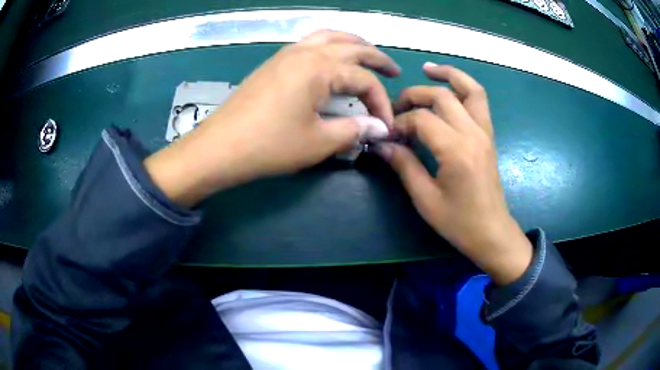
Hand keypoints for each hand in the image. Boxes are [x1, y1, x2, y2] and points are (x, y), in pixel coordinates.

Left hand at [145, 30, 399, 206]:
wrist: (220, 147)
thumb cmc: (270, 145)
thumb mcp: (318, 141)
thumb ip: (354, 130)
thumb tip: (380, 128)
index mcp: (319, 67)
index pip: (363, 79)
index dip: (380, 102)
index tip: (386, 126)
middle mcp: (305, 52)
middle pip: (350, 46)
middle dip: (376, 58)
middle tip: (393, 70)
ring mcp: (286, 54)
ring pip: (328, 37)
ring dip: (352, 44)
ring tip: (367, 55)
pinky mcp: (273, 63)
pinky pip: (309, 43)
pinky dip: (329, 46)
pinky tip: (331, 60)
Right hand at [377, 63, 531, 284]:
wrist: (492, 232)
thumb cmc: (459, 222)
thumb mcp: (426, 199)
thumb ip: (404, 165)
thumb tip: (381, 144)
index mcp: (457, 151)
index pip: (421, 119)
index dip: (399, 123)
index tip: (387, 136)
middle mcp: (474, 133)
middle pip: (442, 97)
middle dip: (414, 96)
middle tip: (396, 109)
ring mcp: (485, 132)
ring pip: (470, 89)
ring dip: (449, 75)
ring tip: (428, 69)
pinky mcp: (488, 135)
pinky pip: (479, 101)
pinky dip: (465, 86)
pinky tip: (449, 86)